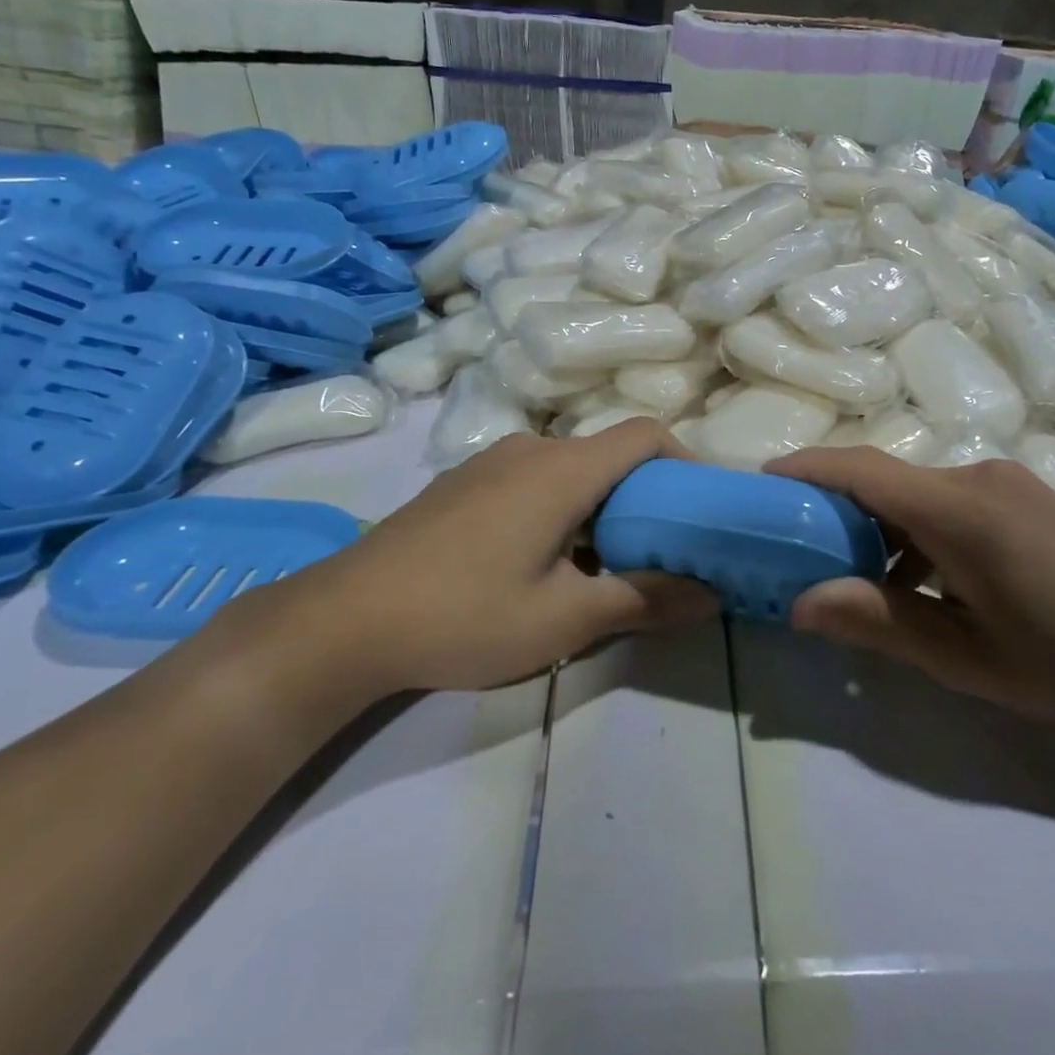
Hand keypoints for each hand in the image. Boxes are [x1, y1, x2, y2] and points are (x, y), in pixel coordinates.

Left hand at [223, 419, 717, 705]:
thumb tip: (711, 594)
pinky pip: (533, 479)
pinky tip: (542, 560)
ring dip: (601, 504)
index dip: (684, 459)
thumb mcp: (564, 618)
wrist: (343, 620)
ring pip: (570, 468)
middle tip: (661, 548)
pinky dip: (561, 505)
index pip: (645, 433)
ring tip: (605, 562)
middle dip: (645, 494)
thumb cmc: (464, 614)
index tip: (699, 507)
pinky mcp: (462, 483)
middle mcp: (530, 449)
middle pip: (609, 453)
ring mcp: (490, 462)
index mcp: (563, 469)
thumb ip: (643, 600)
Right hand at [766, 448, 1054, 733]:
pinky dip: (918, 531)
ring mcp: (1005, 483)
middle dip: (837, 508)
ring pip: (917, 492)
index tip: (763, 482)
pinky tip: (925, 582)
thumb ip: (876, 621)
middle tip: (801, 549)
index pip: (861, 470)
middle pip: (885, 479)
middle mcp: (976, 477)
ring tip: (864, 582)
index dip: (807, 469)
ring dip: (881, 527)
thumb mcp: (960, 656)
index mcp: (957, 510)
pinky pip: (949, 501)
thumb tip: (799, 603)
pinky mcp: (1023, 496)